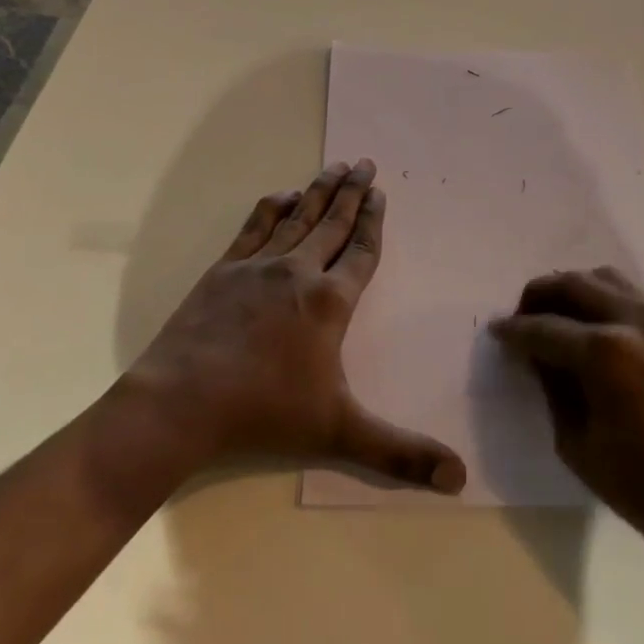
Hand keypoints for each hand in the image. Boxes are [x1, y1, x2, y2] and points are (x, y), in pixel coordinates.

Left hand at [124, 160, 467, 493]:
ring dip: (319, 190)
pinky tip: (283, 194)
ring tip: (336, 165)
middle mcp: (298, 271)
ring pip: (298, 217)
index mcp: (329, 302)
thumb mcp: (339, 433)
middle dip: (352, 192)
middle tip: (366, 163)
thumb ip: (400, 453)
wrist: (182, 401)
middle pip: (333, 223)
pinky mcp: (225, 268)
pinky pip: (256, 226)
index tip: (380, 194)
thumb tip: (460, 480)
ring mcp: (258, 265)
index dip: (373, 222)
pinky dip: (273, 206)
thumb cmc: (264, 412)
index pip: (360, 252)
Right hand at [492, 268, 643, 581]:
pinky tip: (587, 325)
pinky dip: (598, 297)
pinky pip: (625, 292)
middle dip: (537, 298)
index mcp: (604, 353)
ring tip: (553, 320)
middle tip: (520, 322)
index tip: (495, 333)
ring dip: (568, 291)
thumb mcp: (577, 441)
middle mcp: (631, 321)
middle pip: (570, 285)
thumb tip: (535, 354)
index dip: (513, 330)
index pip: (542, 328)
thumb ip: (552, 385)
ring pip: (599, 278)